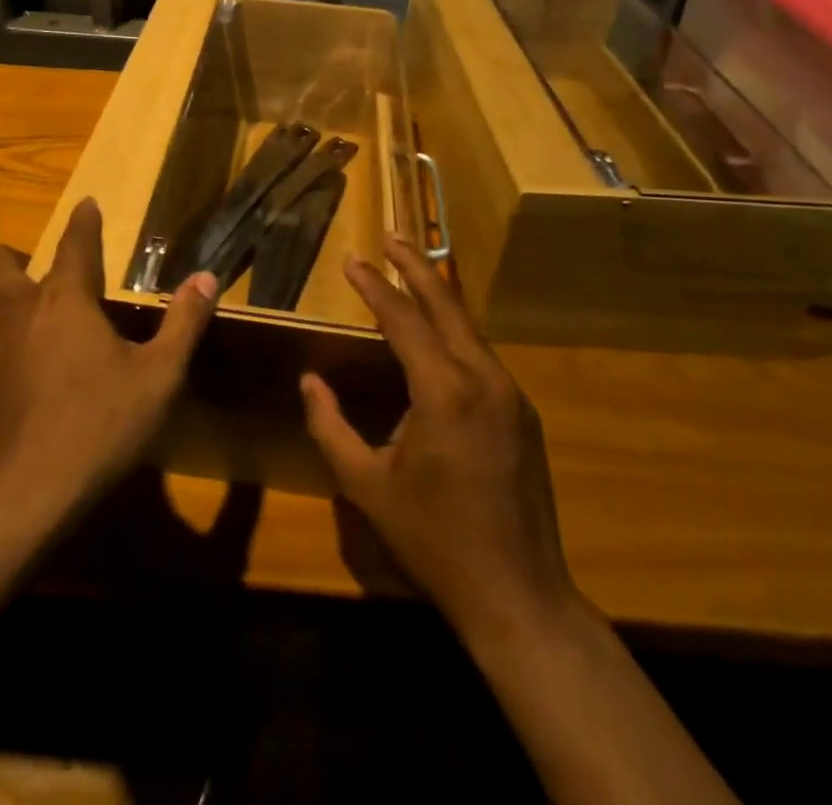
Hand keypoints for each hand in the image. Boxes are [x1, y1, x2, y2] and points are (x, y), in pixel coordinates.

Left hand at [0, 198, 216, 513]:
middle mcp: (15, 312)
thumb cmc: (98, 426)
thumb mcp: (158, 377)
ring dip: (12, 322)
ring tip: (40, 358)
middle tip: (42, 282)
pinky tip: (18, 401)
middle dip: (16, 259)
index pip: (75, 242)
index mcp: (65, 300)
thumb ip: (184, 322)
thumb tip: (207, 277)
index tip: (87, 205)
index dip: (84, 221)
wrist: (20, 496)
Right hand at [301, 236, 578, 639]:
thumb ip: (329, 427)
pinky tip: (438, 335)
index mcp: (444, 391)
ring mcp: (510, 395)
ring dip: (438, 296)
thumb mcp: (367, 486)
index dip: (374, 286)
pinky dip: (454, 331)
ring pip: (469, 328)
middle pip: (446, 305)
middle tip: (391, 237)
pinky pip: (482, 356)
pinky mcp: (522, 413)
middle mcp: (483, 379)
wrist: (519, 595)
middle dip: (416, 267)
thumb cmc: (434, 539)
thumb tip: (309, 381)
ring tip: (410, 273)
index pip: (402, 319)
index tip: (351, 259)